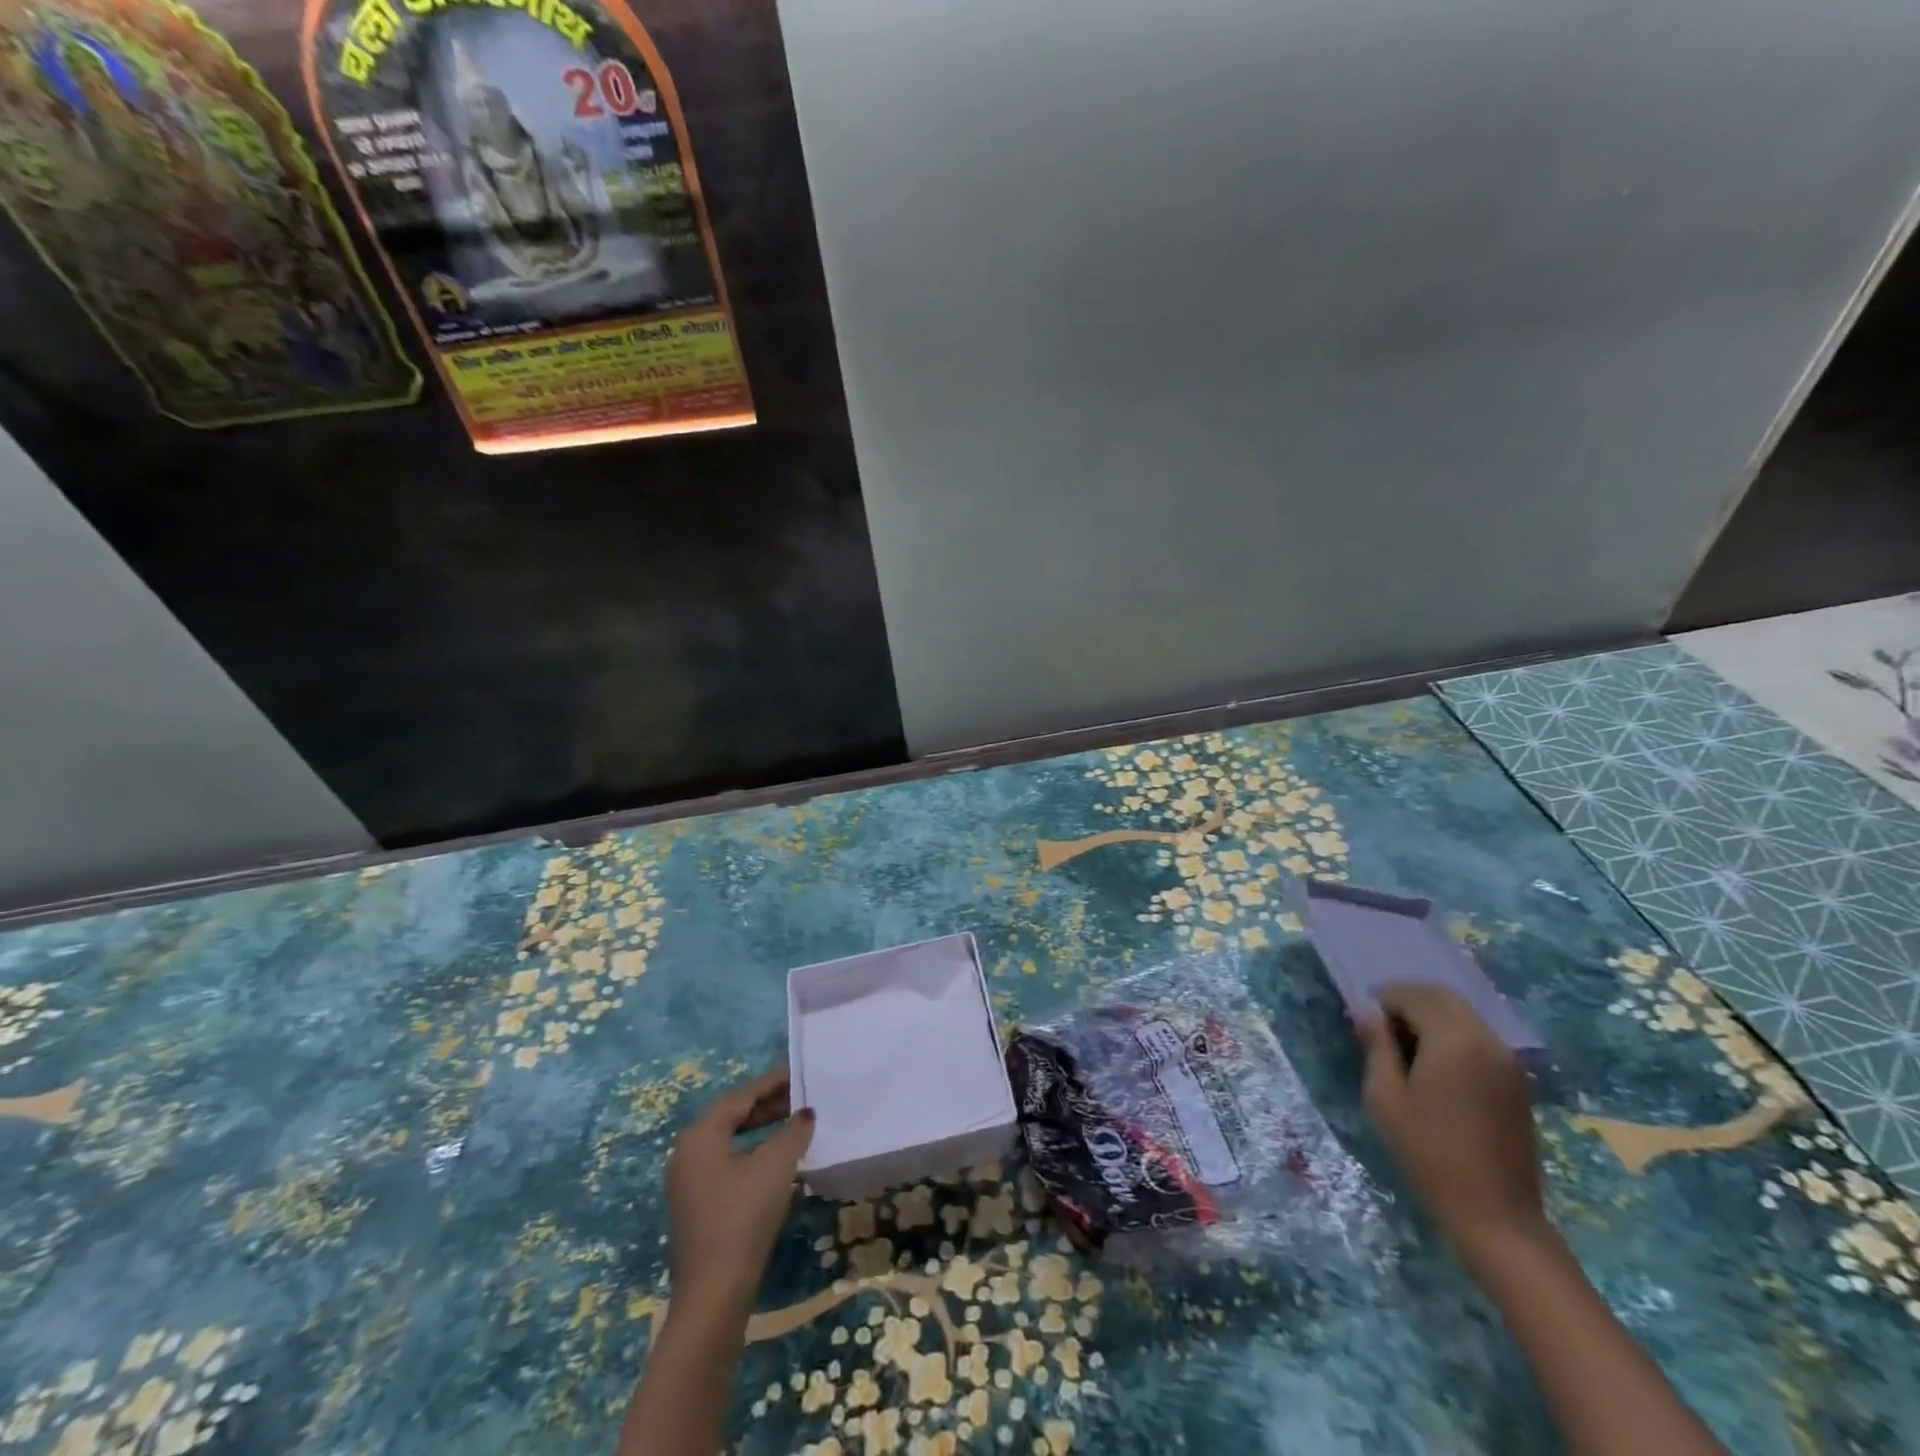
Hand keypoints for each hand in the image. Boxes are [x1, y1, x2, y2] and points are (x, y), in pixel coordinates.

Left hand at [666, 1068, 813, 1320]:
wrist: (714, 1293)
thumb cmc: (743, 1216)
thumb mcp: (776, 1165)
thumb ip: (793, 1131)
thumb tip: (805, 1114)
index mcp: (700, 1135)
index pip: (741, 1096)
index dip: (772, 1082)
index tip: (799, 1073)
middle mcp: (687, 1153)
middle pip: (732, 1116)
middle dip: (767, 1105)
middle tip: (801, 1097)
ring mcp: (688, 1183)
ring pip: (730, 1142)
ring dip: (762, 1130)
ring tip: (793, 1125)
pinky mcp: (697, 1208)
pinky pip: (727, 1165)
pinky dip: (752, 1154)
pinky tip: (777, 1163)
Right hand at [1356, 984, 1546, 1262]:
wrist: (1495, 1214)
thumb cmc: (1429, 1151)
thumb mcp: (1385, 1096)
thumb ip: (1376, 1046)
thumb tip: (1366, 1012)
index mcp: (1454, 1038)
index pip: (1413, 995)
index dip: (1384, 999)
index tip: (1363, 1019)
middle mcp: (1487, 1039)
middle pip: (1444, 997)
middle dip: (1409, 1000)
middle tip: (1381, 1024)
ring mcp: (1508, 1061)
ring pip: (1464, 1015)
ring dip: (1432, 1016)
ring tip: (1404, 1044)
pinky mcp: (1517, 1082)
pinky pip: (1479, 1038)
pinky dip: (1453, 1035)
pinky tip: (1434, 1064)